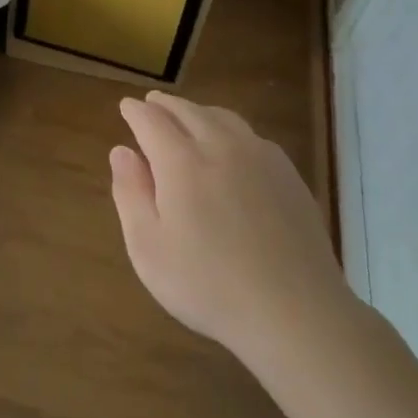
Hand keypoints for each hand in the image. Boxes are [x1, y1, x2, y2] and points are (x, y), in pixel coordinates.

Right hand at [109, 92, 348, 363]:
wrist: (296, 313)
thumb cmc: (208, 285)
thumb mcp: (148, 247)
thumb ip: (130, 193)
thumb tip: (121, 151)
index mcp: (181, 162)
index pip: (151, 121)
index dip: (135, 111)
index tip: (126, 107)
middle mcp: (221, 147)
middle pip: (188, 111)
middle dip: (165, 105)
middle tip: (151, 104)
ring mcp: (261, 159)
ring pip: (223, 117)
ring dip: (198, 111)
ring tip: (188, 117)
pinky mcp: (289, 176)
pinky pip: (252, 136)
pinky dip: (230, 129)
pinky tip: (231, 147)